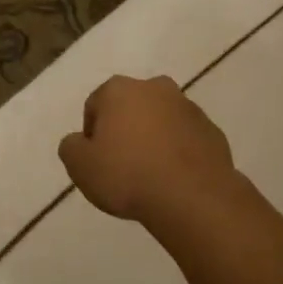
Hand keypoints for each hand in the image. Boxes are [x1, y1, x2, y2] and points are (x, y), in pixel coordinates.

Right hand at [57, 75, 246, 228]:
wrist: (192, 196)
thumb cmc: (128, 176)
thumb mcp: (80, 167)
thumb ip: (71, 147)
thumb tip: (79, 141)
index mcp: (119, 89)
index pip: (95, 106)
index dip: (92, 136)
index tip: (97, 162)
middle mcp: (154, 87)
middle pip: (130, 108)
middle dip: (125, 130)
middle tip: (122, 166)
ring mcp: (187, 106)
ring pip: (161, 120)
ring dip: (154, 139)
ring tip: (151, 175)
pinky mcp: (211, 129)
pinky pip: (185, 138)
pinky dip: (178, 151)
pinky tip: (174, 178)